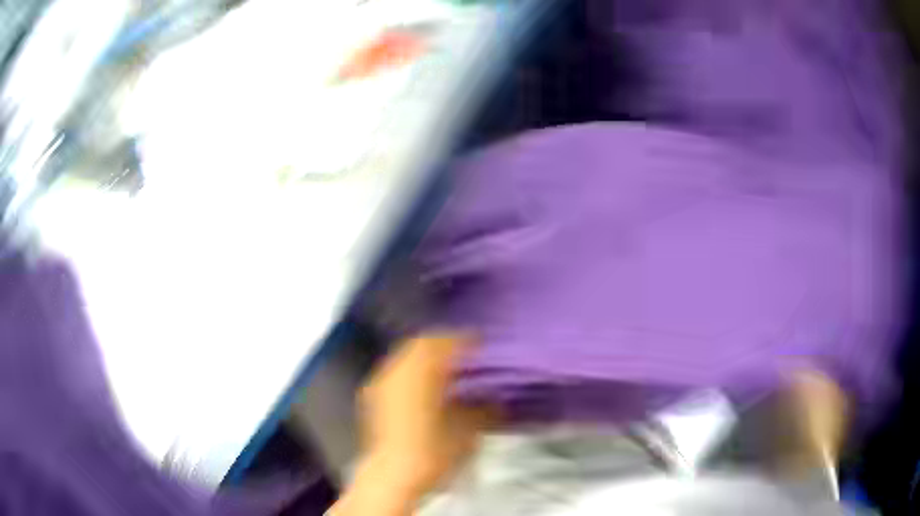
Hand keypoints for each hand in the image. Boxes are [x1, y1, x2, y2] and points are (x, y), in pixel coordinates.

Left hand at [330, 333, 497, 515]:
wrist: (392, 477)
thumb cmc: (433, 452)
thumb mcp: (468, 431)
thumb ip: (482, 408)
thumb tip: (492, 398)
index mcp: (421, 371)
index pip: (444, 343)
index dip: (465, 340)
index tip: (480, 343)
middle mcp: (397, 370)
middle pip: (420, 344)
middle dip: (443, 345)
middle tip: (463, 354)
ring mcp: (381, 383)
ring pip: (405, 357)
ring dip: (425, 358)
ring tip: (444, 370)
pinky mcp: (372, 397)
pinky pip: (395, 372)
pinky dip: (410, 372)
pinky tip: (422, 388)